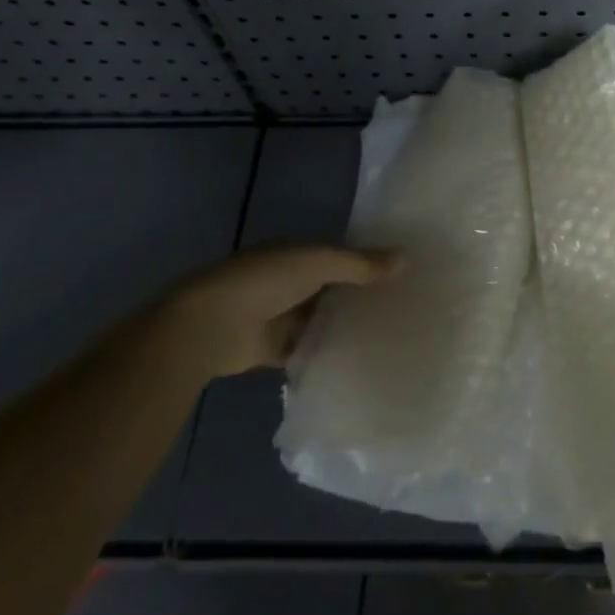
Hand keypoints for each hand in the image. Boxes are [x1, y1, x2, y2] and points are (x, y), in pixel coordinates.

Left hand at [170, 244, 397, 379]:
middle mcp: (288, 281)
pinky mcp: (272, 350)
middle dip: (359, 296)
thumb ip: (359, 264)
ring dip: (343, 326)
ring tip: (387, 336)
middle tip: (402, 307)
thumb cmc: (264, 280)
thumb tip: (405, 259)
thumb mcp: (317, 262)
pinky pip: (306, 350)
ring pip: (320, 320)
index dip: (366, 262)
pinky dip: (325, 355)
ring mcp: (279, 316)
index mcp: (296, 253)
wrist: (208, 325)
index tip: (400, 273)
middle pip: (331, 288)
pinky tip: (357, 362)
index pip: (338, 254)